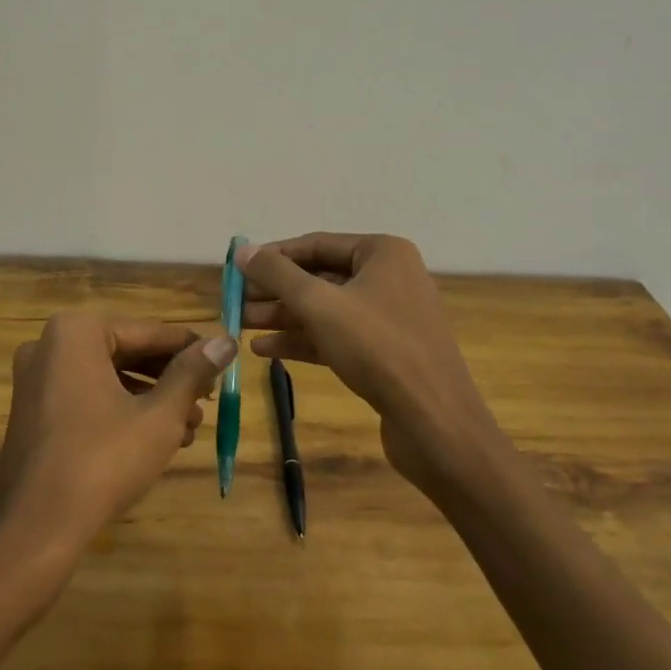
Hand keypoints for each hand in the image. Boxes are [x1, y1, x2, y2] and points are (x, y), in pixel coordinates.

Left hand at [0, 314, 234, 557]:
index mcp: (77, 331)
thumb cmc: (102, 461)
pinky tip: (157, 437)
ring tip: (191, 426)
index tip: (222, 360)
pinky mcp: (33, 410)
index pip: (148, 331)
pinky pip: (87, 395)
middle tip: (209, 399)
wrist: (35, 529)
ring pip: (109, 376)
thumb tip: (225, 341)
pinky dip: (121, 409)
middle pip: (127, 351)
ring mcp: (37, 378)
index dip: (190, 348)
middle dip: (170, 377)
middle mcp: (50, 345)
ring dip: (151, 397)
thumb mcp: (159, 416)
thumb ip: (192, 373)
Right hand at [238, 233, 495, 491]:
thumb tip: (242, 251)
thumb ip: (277, 274)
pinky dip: (303, 340)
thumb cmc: (378, 348)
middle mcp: (388, 278)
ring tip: (241, 325)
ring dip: (283, 316)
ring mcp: (389, 318)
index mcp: (382, 253)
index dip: (273, 256)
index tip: (237, 270)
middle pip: (319, 277)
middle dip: (275, 291)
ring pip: (325, 309)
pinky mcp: (385, 354)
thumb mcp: (319, 305)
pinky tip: (265, 350)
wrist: (436, 425)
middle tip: (235, 301)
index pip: (315, 244)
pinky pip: (336, 336)